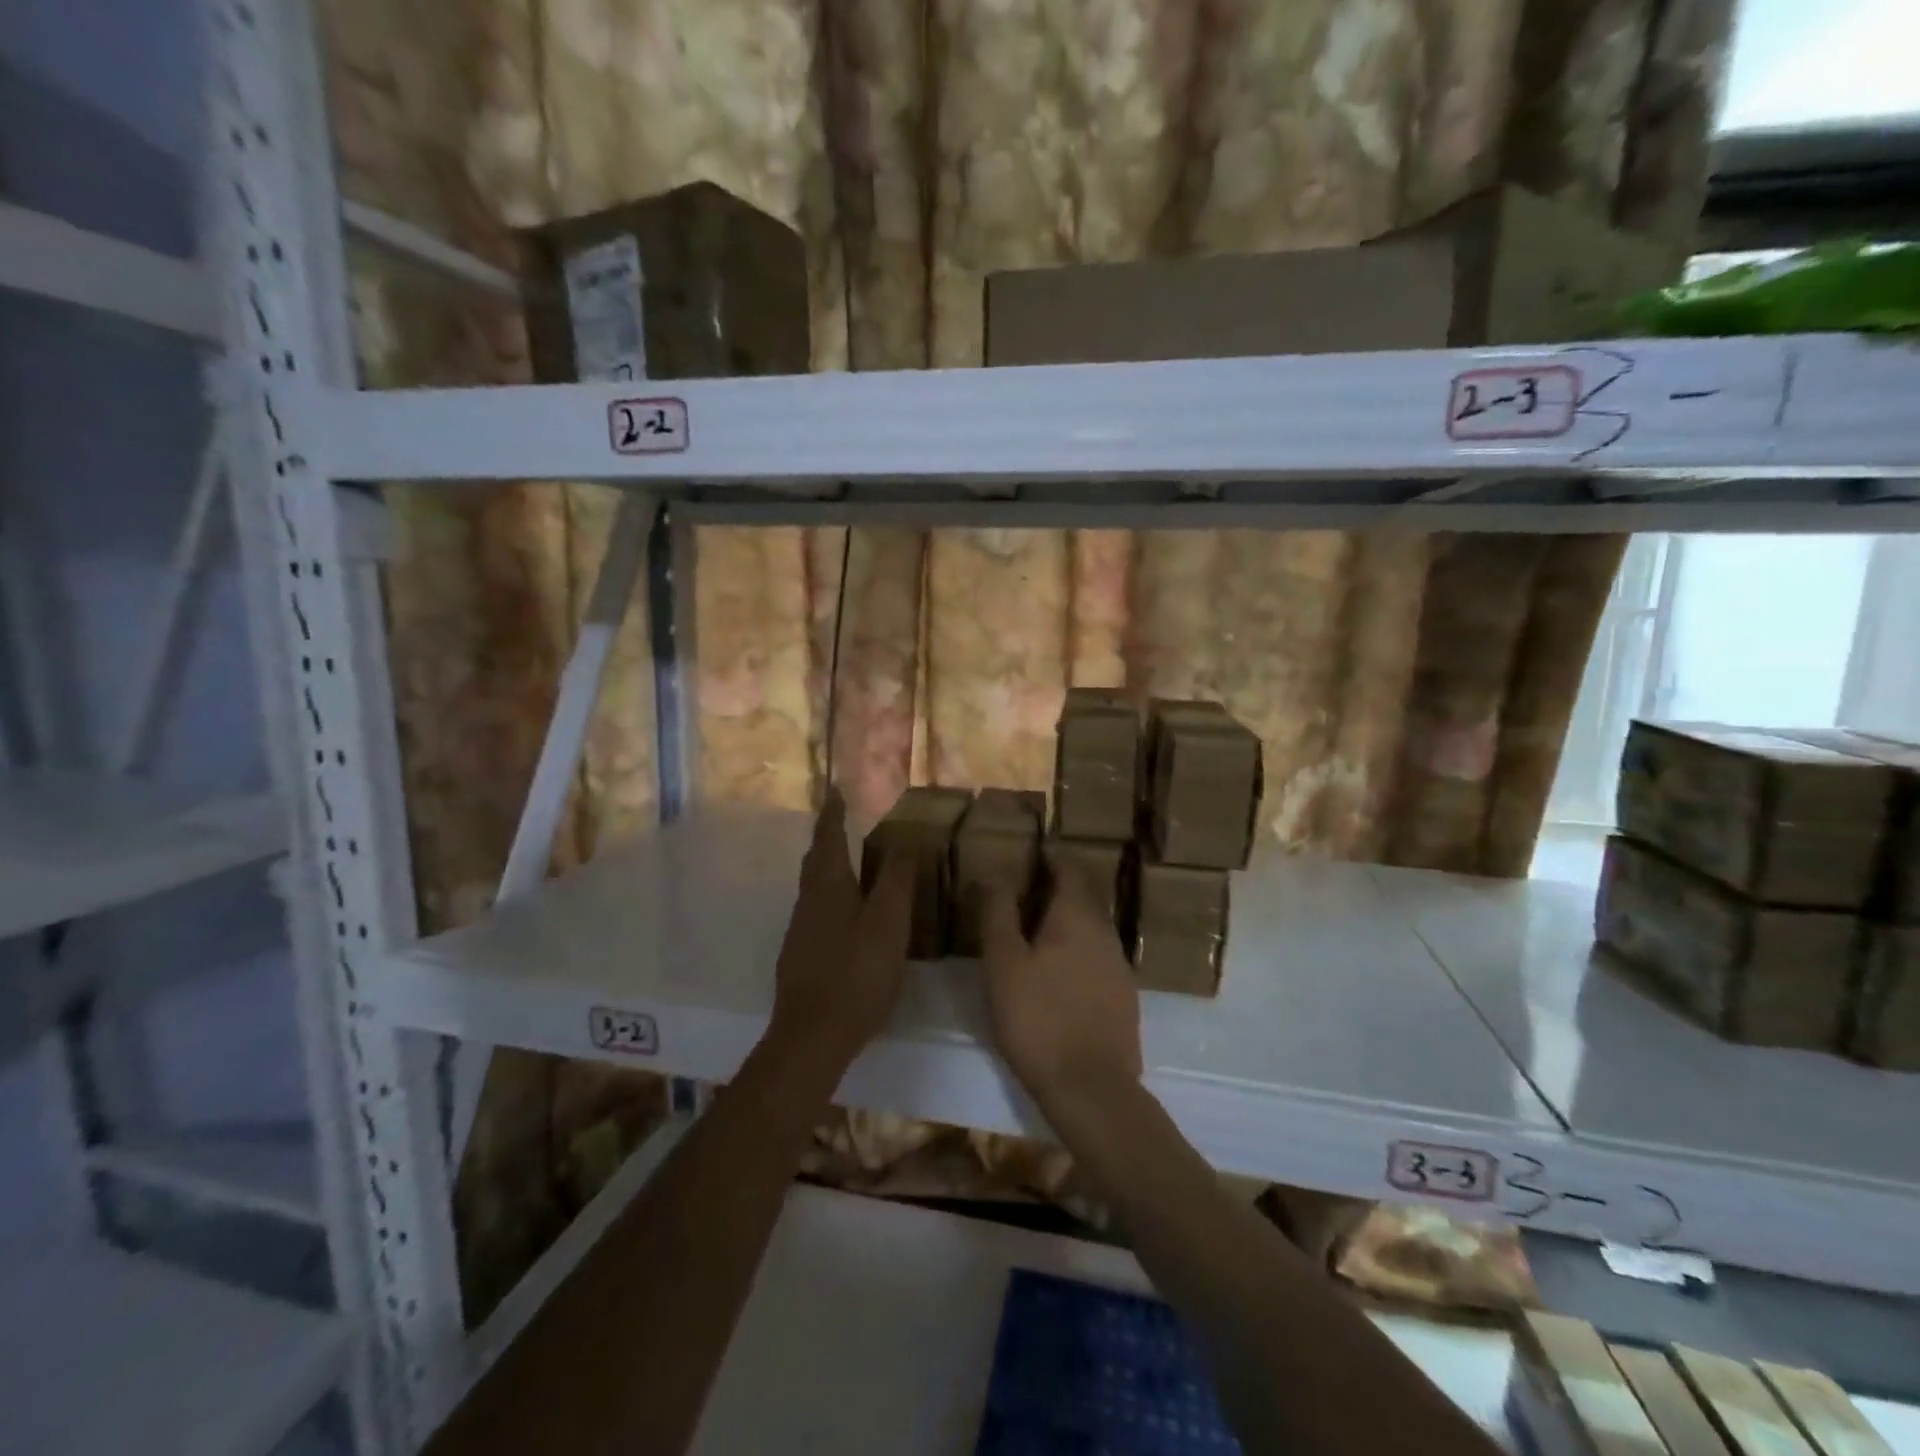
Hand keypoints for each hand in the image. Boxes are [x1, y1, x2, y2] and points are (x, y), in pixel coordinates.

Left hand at [770, 788, 913, 1064]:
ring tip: (850, 864)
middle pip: (815, 861)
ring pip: (813, 888)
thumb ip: (896, 880)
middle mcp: (807, 902)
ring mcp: (800, 931)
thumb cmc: (856, 973)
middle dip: (827, 839)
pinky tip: (845, 917)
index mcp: (827, 887)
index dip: (832, 814)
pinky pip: (816, 913)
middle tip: (842, 823)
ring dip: (828, 869)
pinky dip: (829, 898)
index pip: (827, 838)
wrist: (813, 1034)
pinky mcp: (800, 957)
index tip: (835, 791)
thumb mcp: (888, 923)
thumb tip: (904, 839)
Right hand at [980, 868, 1141, 1126]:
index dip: (1049, 858)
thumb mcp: (1003, 963)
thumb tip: (996, 873)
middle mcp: (1106, 932)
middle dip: (1055, 889)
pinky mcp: (1123, 998)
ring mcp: (1120, 966)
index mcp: (1078, 916)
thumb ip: (998, 912)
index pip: (1069, 868)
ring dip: (1064, 922)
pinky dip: (1075, 951)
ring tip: (1032, 935)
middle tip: (1020, 896)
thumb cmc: (1038, 1018)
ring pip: (1091, 928)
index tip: (1025, 858)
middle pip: (1083, 896)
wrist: (1091, 1090)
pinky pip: (1097, 957)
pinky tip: (1056, 975)